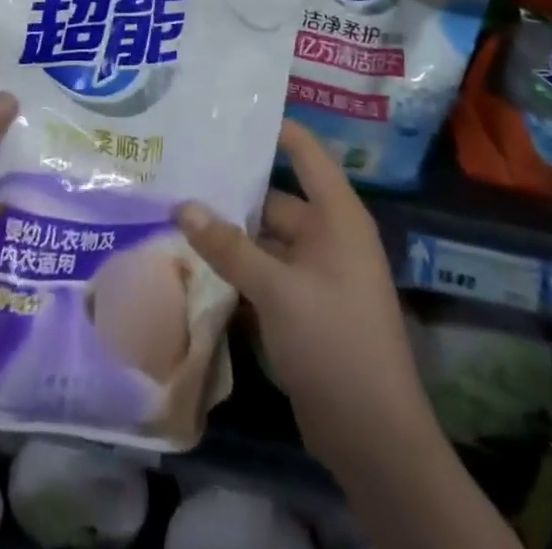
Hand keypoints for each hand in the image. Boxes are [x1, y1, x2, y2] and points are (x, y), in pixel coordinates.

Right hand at [176, 121, 426, 475]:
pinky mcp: (304, 307)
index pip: (304, 152)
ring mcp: (316, 274)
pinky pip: (265, 273)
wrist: (374, 440)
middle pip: (275, 197)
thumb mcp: (276, 289)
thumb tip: (182, 207)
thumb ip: (227, 246)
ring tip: (176, 211)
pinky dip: (236, 268)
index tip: (227, 112)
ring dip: (229, 233)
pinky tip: (194, 262)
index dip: (272, 128)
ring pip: (265, 238)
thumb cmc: (333, 342)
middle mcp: (328, 236)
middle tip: (182, 170)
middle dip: (231, 190)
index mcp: (337, 216)